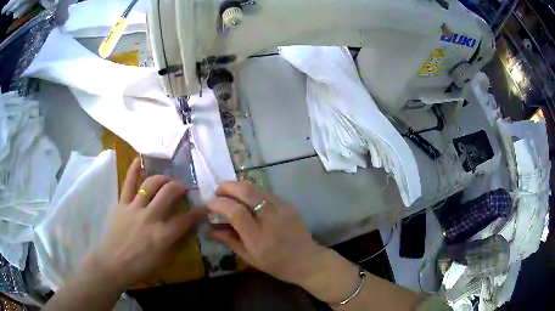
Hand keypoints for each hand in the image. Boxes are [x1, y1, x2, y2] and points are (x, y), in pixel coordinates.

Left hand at [83, 158, 207, 288]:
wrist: (114, 263)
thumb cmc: (140, 265)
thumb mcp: (164, 260)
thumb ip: (176, 243)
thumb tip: (186, 230)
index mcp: (163, 235)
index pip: (186, 219)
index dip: (199, 211)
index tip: (205, 206)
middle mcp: (151, 217)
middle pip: (169, 193)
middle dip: (180, 187)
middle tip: (182, 189)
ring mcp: (135, 207)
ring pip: (151, 184)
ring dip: (162, 179)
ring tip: (166, 181)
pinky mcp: (122, 204)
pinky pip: (128, 183)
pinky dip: (133, 170)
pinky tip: (139, 160)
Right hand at [206, 181, 328, 285]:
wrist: (307, 260)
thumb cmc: (276, 264)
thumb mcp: (250, 257)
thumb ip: (229, 240)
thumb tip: (209, 229)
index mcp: (258, 237)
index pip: (236, 212)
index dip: (220, 204)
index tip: (209, 203)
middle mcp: (270, 219)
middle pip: (247, 192)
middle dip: (228, 186)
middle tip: (218, 192)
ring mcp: (281, 209)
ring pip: (256, 187)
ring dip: (238, 185)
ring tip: (229, 192)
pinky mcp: (287, 205)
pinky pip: (265, 191)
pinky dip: (251, 190)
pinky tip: (245, 197)